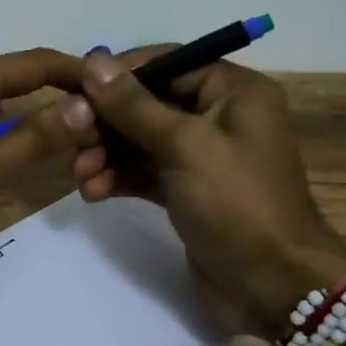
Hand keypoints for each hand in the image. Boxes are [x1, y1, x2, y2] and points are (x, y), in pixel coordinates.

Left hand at [0, 49, 97, 269]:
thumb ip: (36, 138)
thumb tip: (84, 104)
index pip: (35, 62)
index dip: (76, 72)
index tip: (112, 88)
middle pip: (9, 78)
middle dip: (52, 98)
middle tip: (89, 126)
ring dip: (20, 116)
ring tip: (55, 142)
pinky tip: (0, 152)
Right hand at [70, 49, 345, 337]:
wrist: (271, 285)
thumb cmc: (236, 203)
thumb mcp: (184, 146)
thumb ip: (134, 105)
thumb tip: (94, 60)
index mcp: (233, 91)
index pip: (167, 63)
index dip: (120, 75)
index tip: (76, 90)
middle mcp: (219, 116)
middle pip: (148, 103)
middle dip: (108, 122)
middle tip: (74, 141)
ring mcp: (202, 157)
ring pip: (141, 141)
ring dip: (107, 154)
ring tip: (82, 175)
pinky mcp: (187, 191)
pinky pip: (145, 172)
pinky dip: (119, 177)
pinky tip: (94, 192)